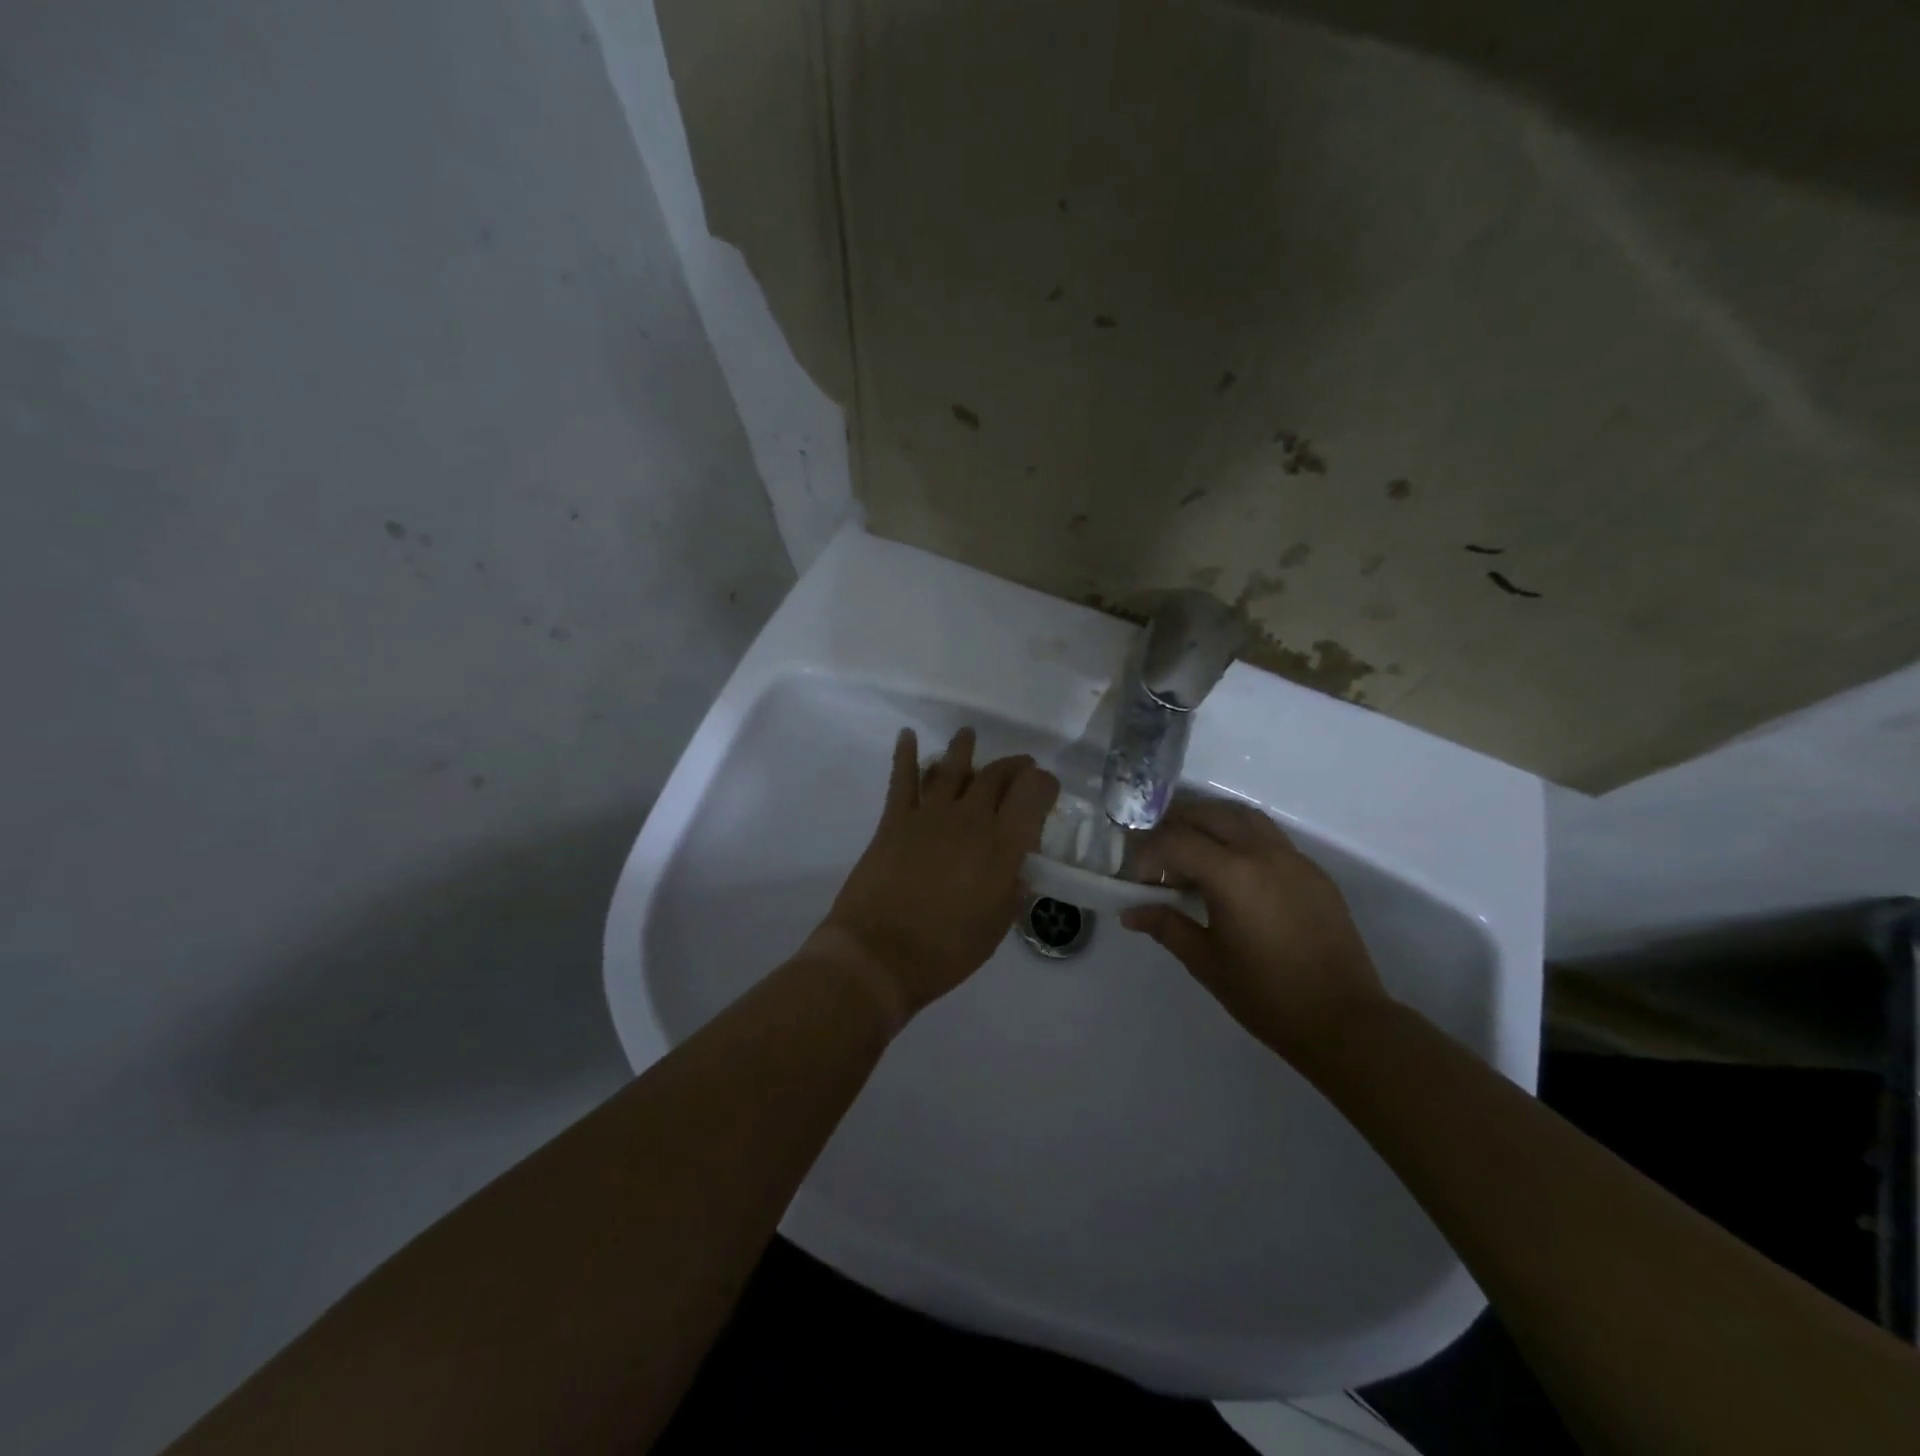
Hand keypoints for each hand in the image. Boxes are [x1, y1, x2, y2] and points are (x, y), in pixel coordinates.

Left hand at [804, 726, 1059, 1027]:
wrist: (880, 955)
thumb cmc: (947, 950)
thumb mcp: (997, 925)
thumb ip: (1013, 889)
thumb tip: (1019, 867)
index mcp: (1002, 844)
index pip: (1034, 793)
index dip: (1045, 785)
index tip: (1046, 790)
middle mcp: (970, 818)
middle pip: (996, 775)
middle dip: (1013, 767)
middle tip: (1021, 767)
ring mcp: (929, 815)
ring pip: (952, 768)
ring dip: (963, 749)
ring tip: (968, 735)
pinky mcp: (894, 820)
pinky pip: (902, 778)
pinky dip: (905, 754)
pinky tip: (907, 736)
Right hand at [1120, 797, 1387, 1063]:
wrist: (1343, 1021)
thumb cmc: (1266, 995)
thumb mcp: (1206, 962)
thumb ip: (1167, 926)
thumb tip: (1130, 912)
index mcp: (1233, 874)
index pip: (1176, 840)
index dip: (1148, 853)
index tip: (1137, 879)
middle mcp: (1263, 852)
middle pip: (1208, 814)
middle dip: (1174, 825)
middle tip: (1156, 853)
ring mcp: (1293, 858)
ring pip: (1242, 817)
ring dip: (1209, 823)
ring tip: (1190, 850)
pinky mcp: (1313, 872)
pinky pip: (1268, 836)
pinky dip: (1239, 837)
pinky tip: (1231, 870)